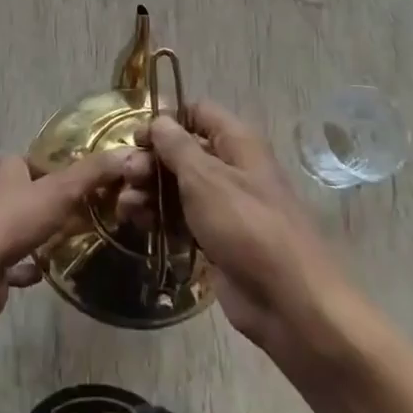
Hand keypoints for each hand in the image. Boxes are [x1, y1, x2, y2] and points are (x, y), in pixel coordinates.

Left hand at [0, 152, 125, 324]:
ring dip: (40, 232)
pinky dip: (28, 265)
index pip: (29, 158)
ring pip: (20, 225)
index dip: (51, 165)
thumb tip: (129, 154)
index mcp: (6, 168)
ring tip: (70, 238)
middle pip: (26, 191)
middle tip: (83, 209)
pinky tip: (45, 270)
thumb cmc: (14, 219)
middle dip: (49, 200)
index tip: (77, 177)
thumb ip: (94, 173)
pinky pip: (14, 260)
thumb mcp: (61, 190)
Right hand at [116, 101, 343, 356]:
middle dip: (151, 160)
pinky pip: (181, 218)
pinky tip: (137, 224)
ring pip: (178, 186)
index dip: (167, 119)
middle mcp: (231, 167)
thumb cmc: (246, 225)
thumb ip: (177, 146)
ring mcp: (223, 205)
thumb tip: (159, 119)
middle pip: (183, 151)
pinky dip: (159, 218)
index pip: (198, 112)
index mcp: (237, 143)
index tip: (136, 136)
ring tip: (126, 207)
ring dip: (149, 191)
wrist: (287, 299)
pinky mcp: (215, 238)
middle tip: (126, 176)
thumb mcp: (205, 178)